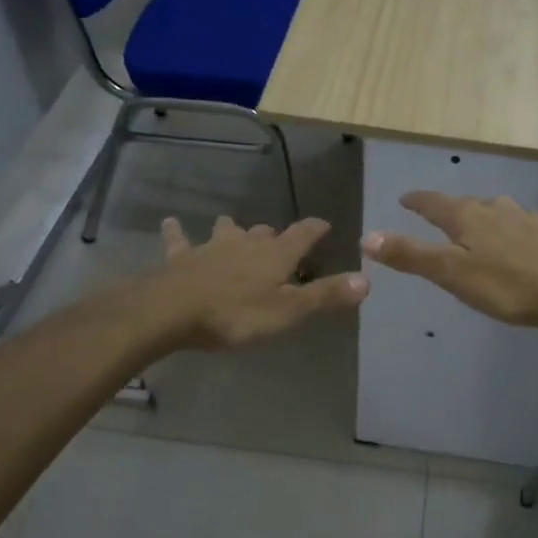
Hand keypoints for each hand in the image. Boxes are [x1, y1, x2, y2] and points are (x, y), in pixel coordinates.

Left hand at [147, 216, 367, 350]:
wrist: (173, 310)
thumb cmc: (236, 314)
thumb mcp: (288, 311)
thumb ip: (326, 295)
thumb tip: (367, 280)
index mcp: (276, 254)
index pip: (303, 234)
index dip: (316, 229)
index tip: (325, 225)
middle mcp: (246, 243)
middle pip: (264, 232)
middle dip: (274, 235)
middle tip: (278, 241)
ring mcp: (212, 247)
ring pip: (227, 230)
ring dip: (233, 229)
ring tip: (233, 228)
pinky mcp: (182, 257)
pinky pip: (179, 240)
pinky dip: (177, 232)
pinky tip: (170, 223)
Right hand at [360, 192, 537, 330]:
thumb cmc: (506, 283)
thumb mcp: (450, 273)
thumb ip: (411, 255)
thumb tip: (368, 237)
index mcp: (466, 216)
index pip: (432, 202)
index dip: (416, 201)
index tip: (404, 199)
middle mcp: (493, 209)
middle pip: (463, 204)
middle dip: (447, 209)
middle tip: (434, 216)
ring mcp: (522, 219)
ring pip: (493, 211)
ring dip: (479, 215)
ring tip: (473, 225)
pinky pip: (517, 224)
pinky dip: (506, 228)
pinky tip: (515, 235)